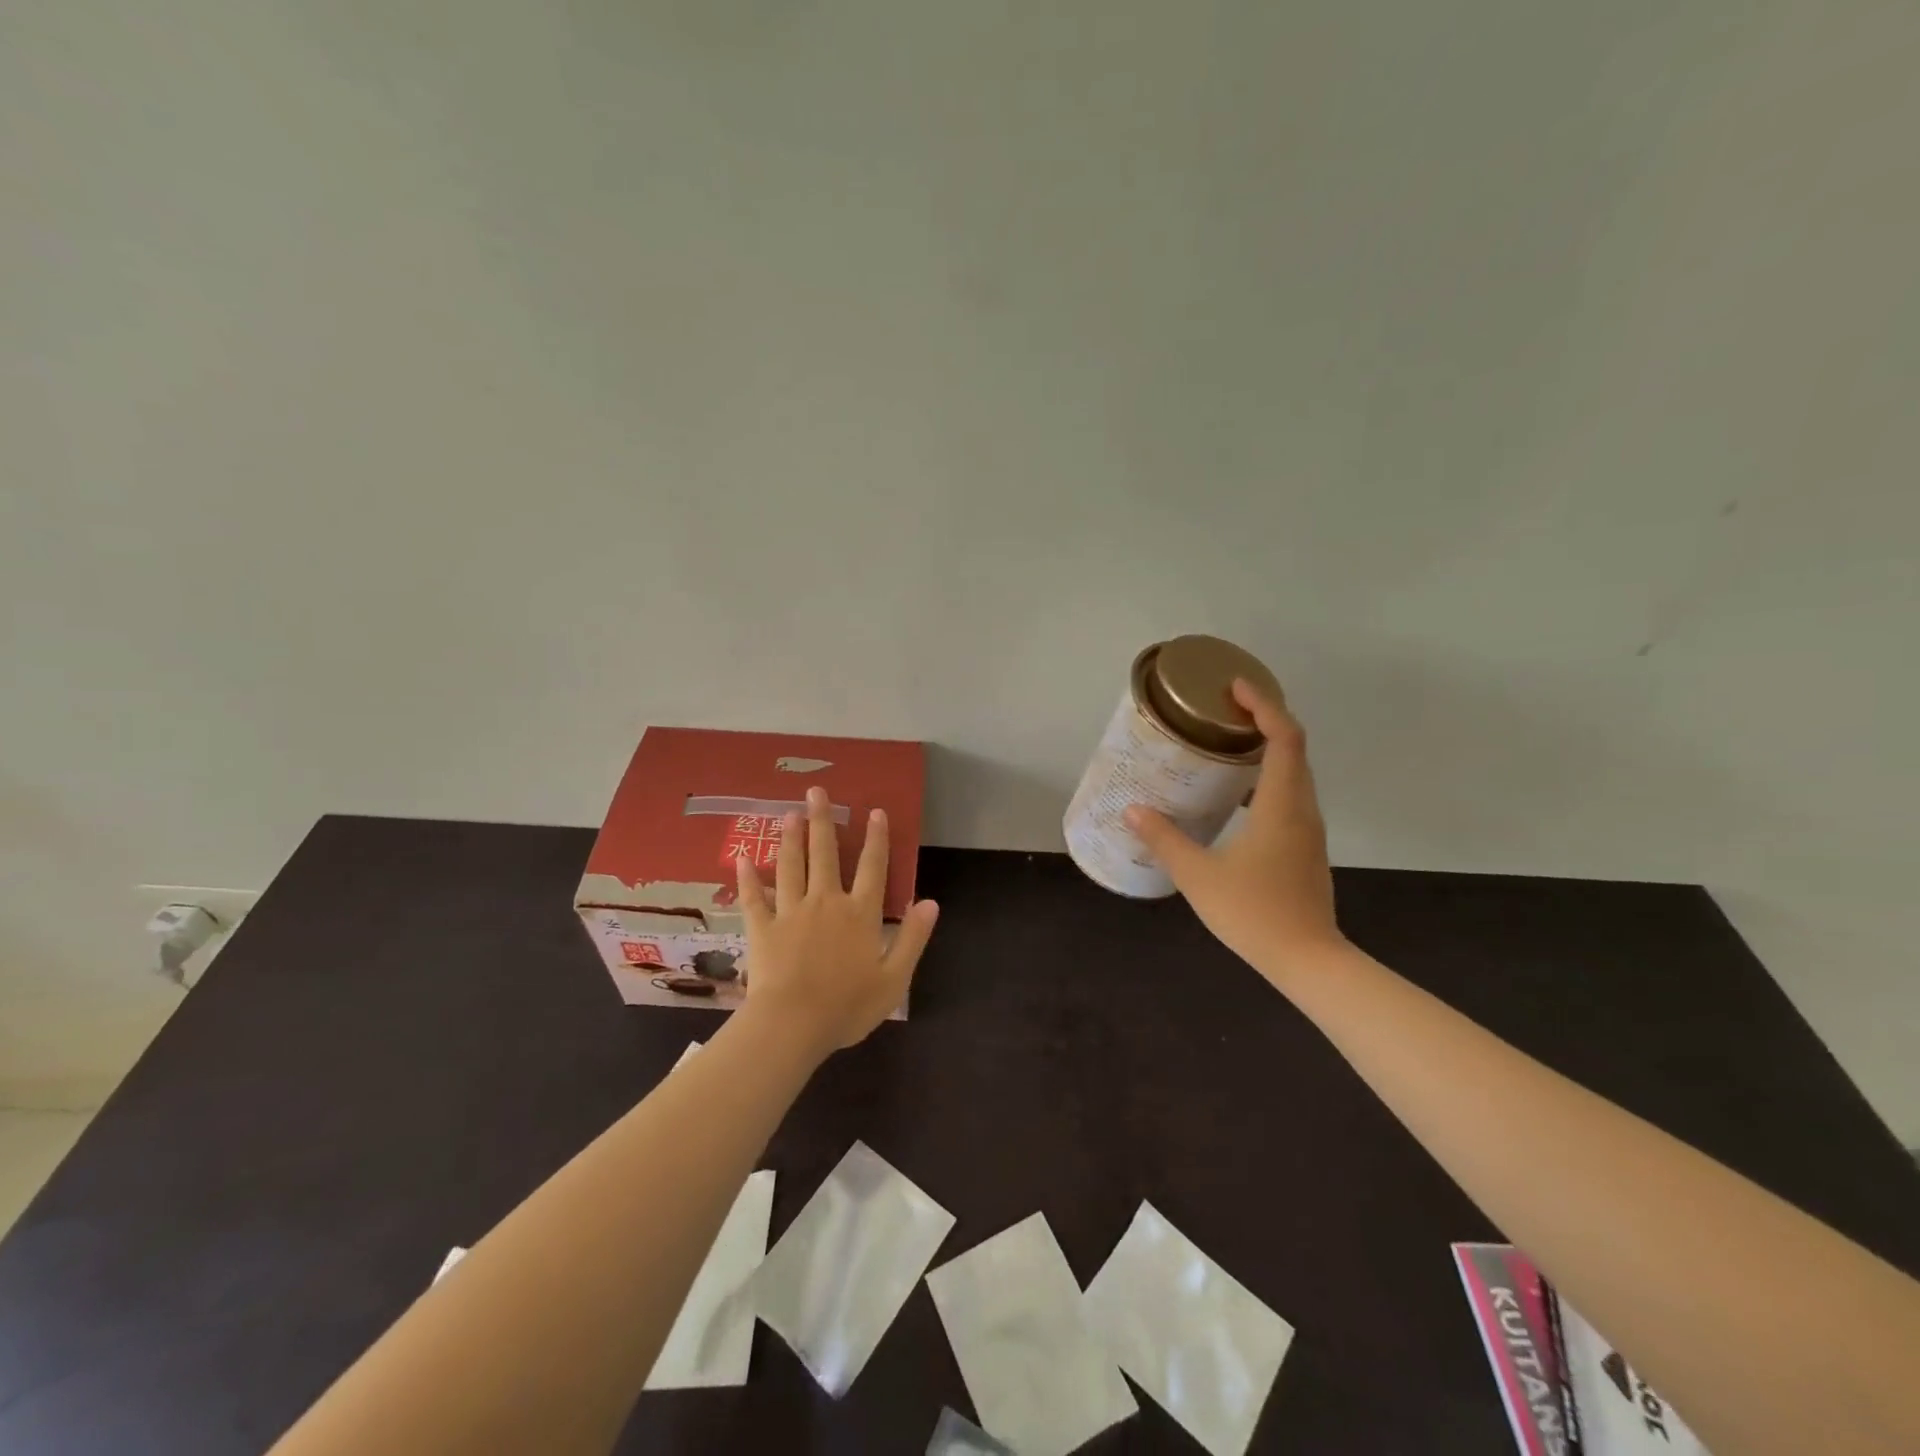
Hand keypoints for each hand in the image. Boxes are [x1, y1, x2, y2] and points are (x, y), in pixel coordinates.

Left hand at [735, 786, 939, 1056]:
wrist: (793, 1025)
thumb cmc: (847, 1006)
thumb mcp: (894, 978)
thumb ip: (912, 938)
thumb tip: (931, 902)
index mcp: (860, 914)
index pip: (872, 867)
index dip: (876, 838)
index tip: (875, 811)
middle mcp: (826, 902)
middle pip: (825, 854)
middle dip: (822, 821)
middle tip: (816, 791)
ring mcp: (791, 912)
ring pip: (790, 866)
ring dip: (791, 838)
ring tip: (789, 813)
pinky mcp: (763, 928)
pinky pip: (753, 898)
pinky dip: (747, 878)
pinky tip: (743, 859)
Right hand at [1125, 678, 1344, 982]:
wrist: (1309, 961)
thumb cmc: (1254, 913)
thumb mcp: (1198, 875)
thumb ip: (1164, 839)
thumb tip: (1132, 810)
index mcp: (1281, 806)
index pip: (1284, 738)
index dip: (1264, 705)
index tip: (1235, 688)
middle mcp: (1302, 809)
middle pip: (1294, 748)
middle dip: (1265, 719)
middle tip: (1224, 708)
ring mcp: (1308, 830)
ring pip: (1295, 773)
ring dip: (1268, 749)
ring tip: (1227, 743)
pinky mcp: (1305, 848)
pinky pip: (1290, 796)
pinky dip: (1268, 778)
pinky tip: (1237, 795)